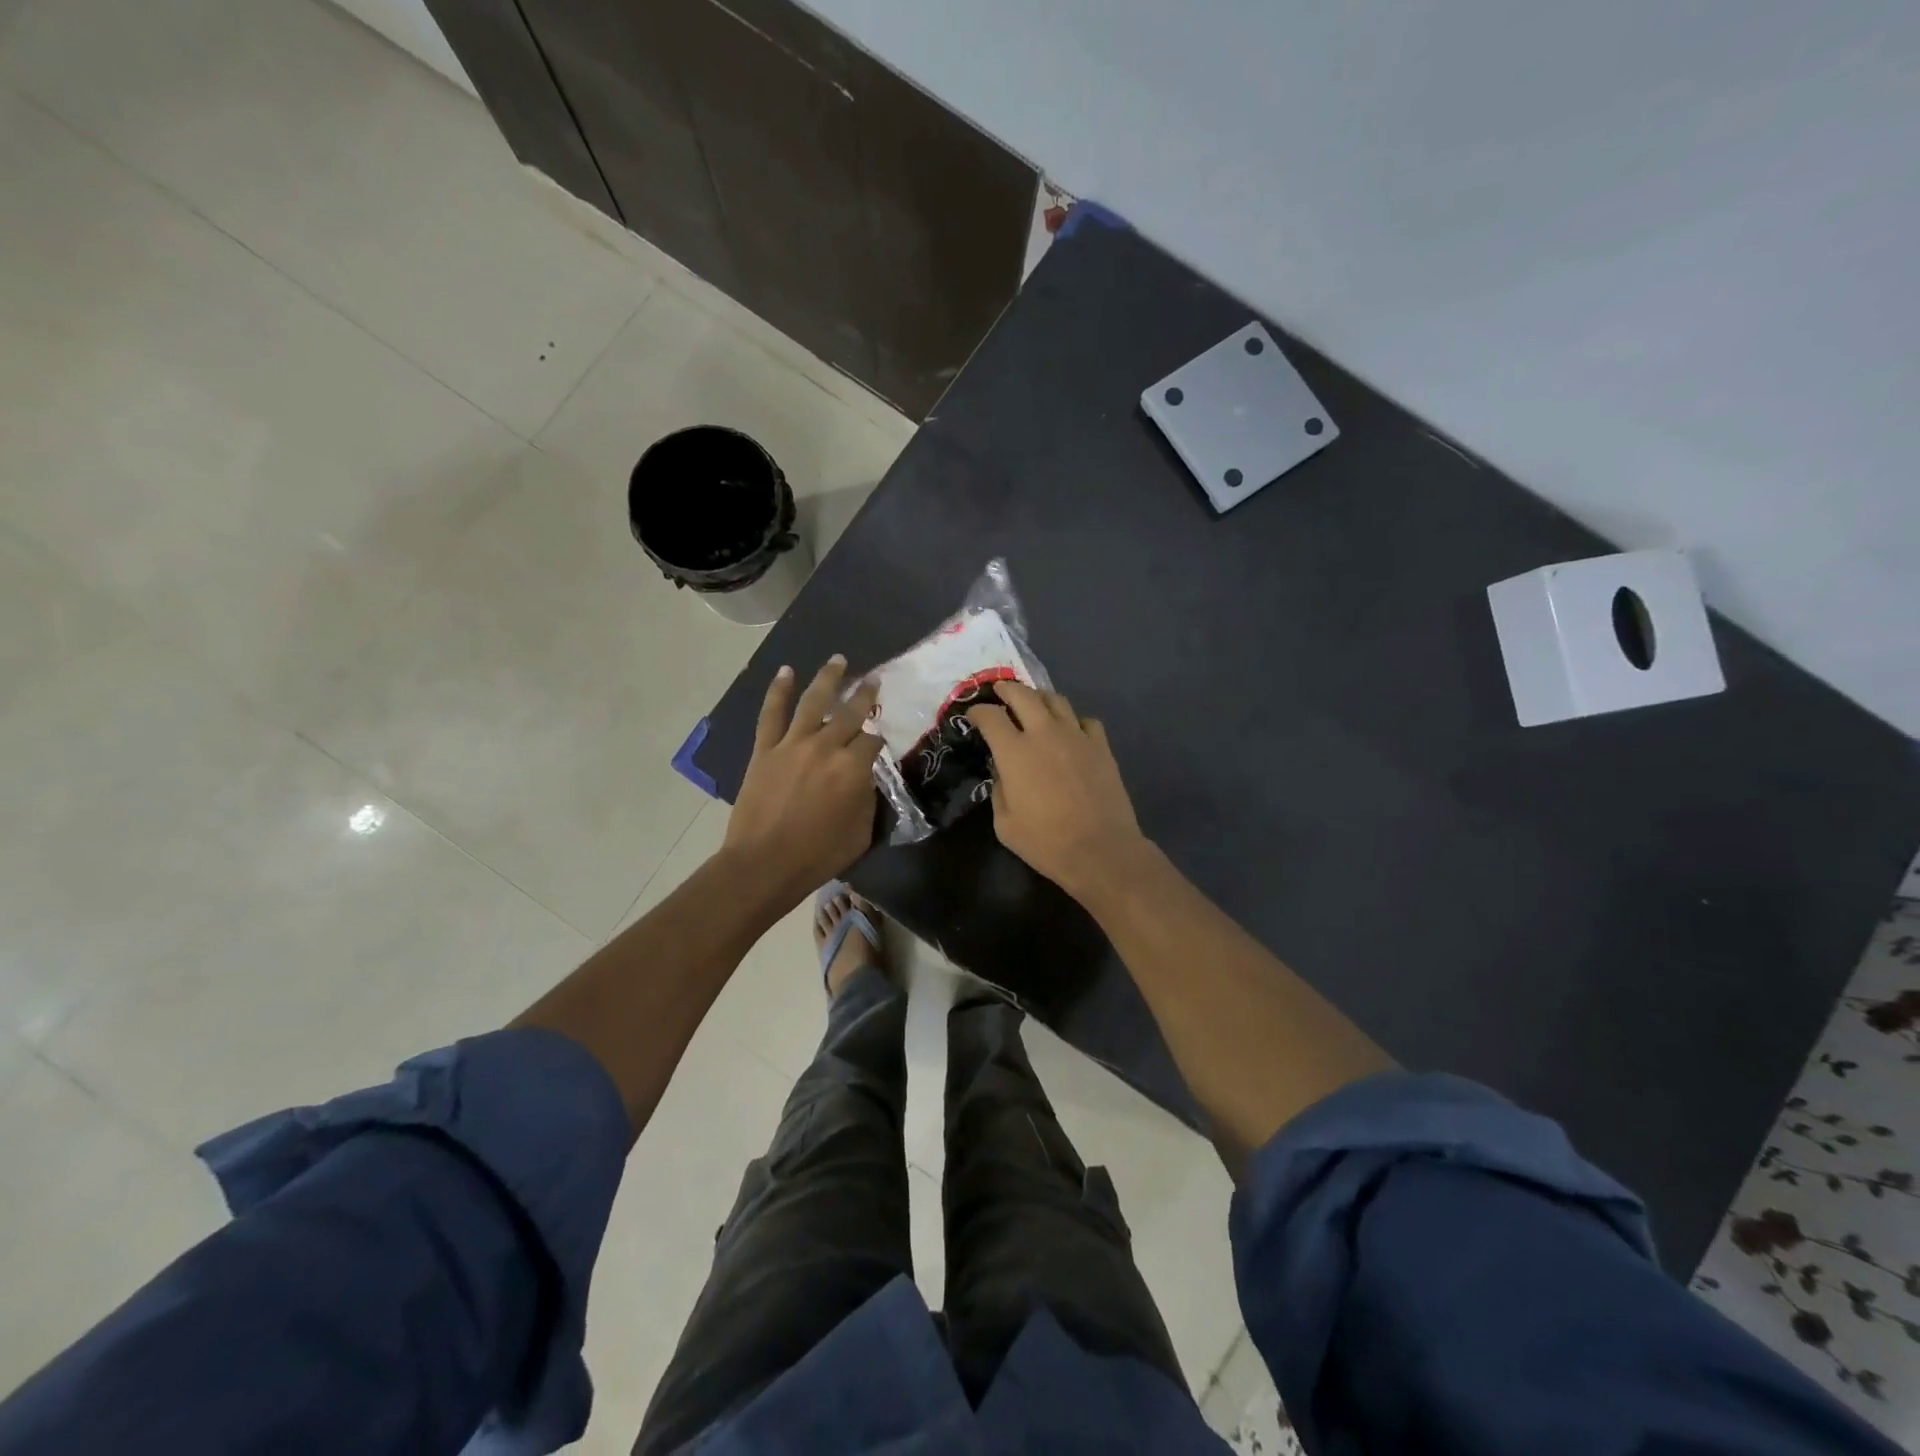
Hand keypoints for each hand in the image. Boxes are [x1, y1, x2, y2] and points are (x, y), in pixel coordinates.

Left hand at [724, 656, 882, 904]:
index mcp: (854, 768)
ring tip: (838, 660)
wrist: (764, 864)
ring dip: (828, 678)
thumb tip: (865, 780)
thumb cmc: (818, 855)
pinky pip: (772, 714)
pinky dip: (779, 691)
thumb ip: (867, 800)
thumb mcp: (860, 833)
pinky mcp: (765, 749)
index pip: (874, 742)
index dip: (879, 740)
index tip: (881, 742)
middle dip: (865, 695)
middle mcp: (826, 746)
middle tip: (875, 679)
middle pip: (851, 713)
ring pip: (814, 702)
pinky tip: (786, 672)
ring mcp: (793, 744)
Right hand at [966, 681, 1151, 901]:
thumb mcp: (1005, 824)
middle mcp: (1044, 733)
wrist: (1100, 849)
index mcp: (1014, 752)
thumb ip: (999, 789)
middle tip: (1000, 691)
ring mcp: (1076, 736)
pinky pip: (1085, 720)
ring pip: (1056, 700)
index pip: (990, 716)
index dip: (978, 711)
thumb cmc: (1046, 842)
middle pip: (1023, 694)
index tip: (974, 716)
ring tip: (1033, 704)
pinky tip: (1070, 731)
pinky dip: (1073, 720)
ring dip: (1039, 697)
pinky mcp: (1101, 746)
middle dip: (1006, 689)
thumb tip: (1002, 770)